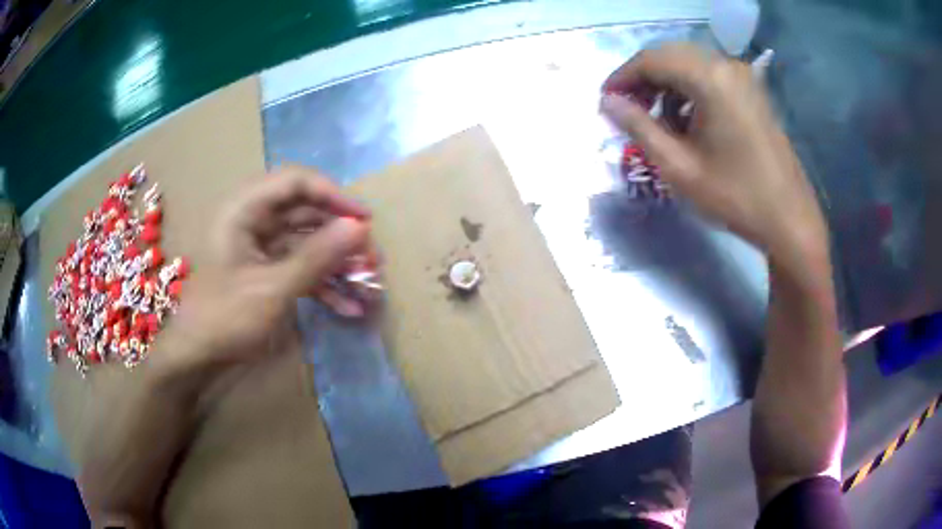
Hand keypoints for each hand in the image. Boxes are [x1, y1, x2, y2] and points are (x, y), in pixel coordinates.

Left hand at [154, 166, 371, 373]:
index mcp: (244, 210)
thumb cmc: (226, 317)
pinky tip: (348, 306)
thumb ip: (316, 256)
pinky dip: (323, 284)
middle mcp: (253, 220)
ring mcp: (261, 247)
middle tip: (372, 258)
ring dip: (337, 263)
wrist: (197, 356)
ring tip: (368, 284)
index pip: (296, 182)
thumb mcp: (273, 289)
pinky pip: (300, 267)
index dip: (333, 195)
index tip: (364, 220)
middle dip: (340, 236)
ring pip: (307, 242)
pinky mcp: (267, 270)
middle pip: (305, 212)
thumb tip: (360, 227)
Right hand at [600, 44, 827, 263]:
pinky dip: (690, 90)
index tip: (605, 101)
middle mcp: (727, 66)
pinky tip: (687, 120)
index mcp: (710, 79)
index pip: (651, 60)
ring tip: (657, 119)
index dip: (622, 77)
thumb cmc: (735, 197)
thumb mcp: (679, 167)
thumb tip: (608, 102)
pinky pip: (710, 76)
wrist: (790, 220)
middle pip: (670, 55)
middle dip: (644, 78)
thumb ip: (638, 127)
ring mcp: (743, 77)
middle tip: (628, 109)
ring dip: (666, 84)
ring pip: (690, 64)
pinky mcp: (752, 91)